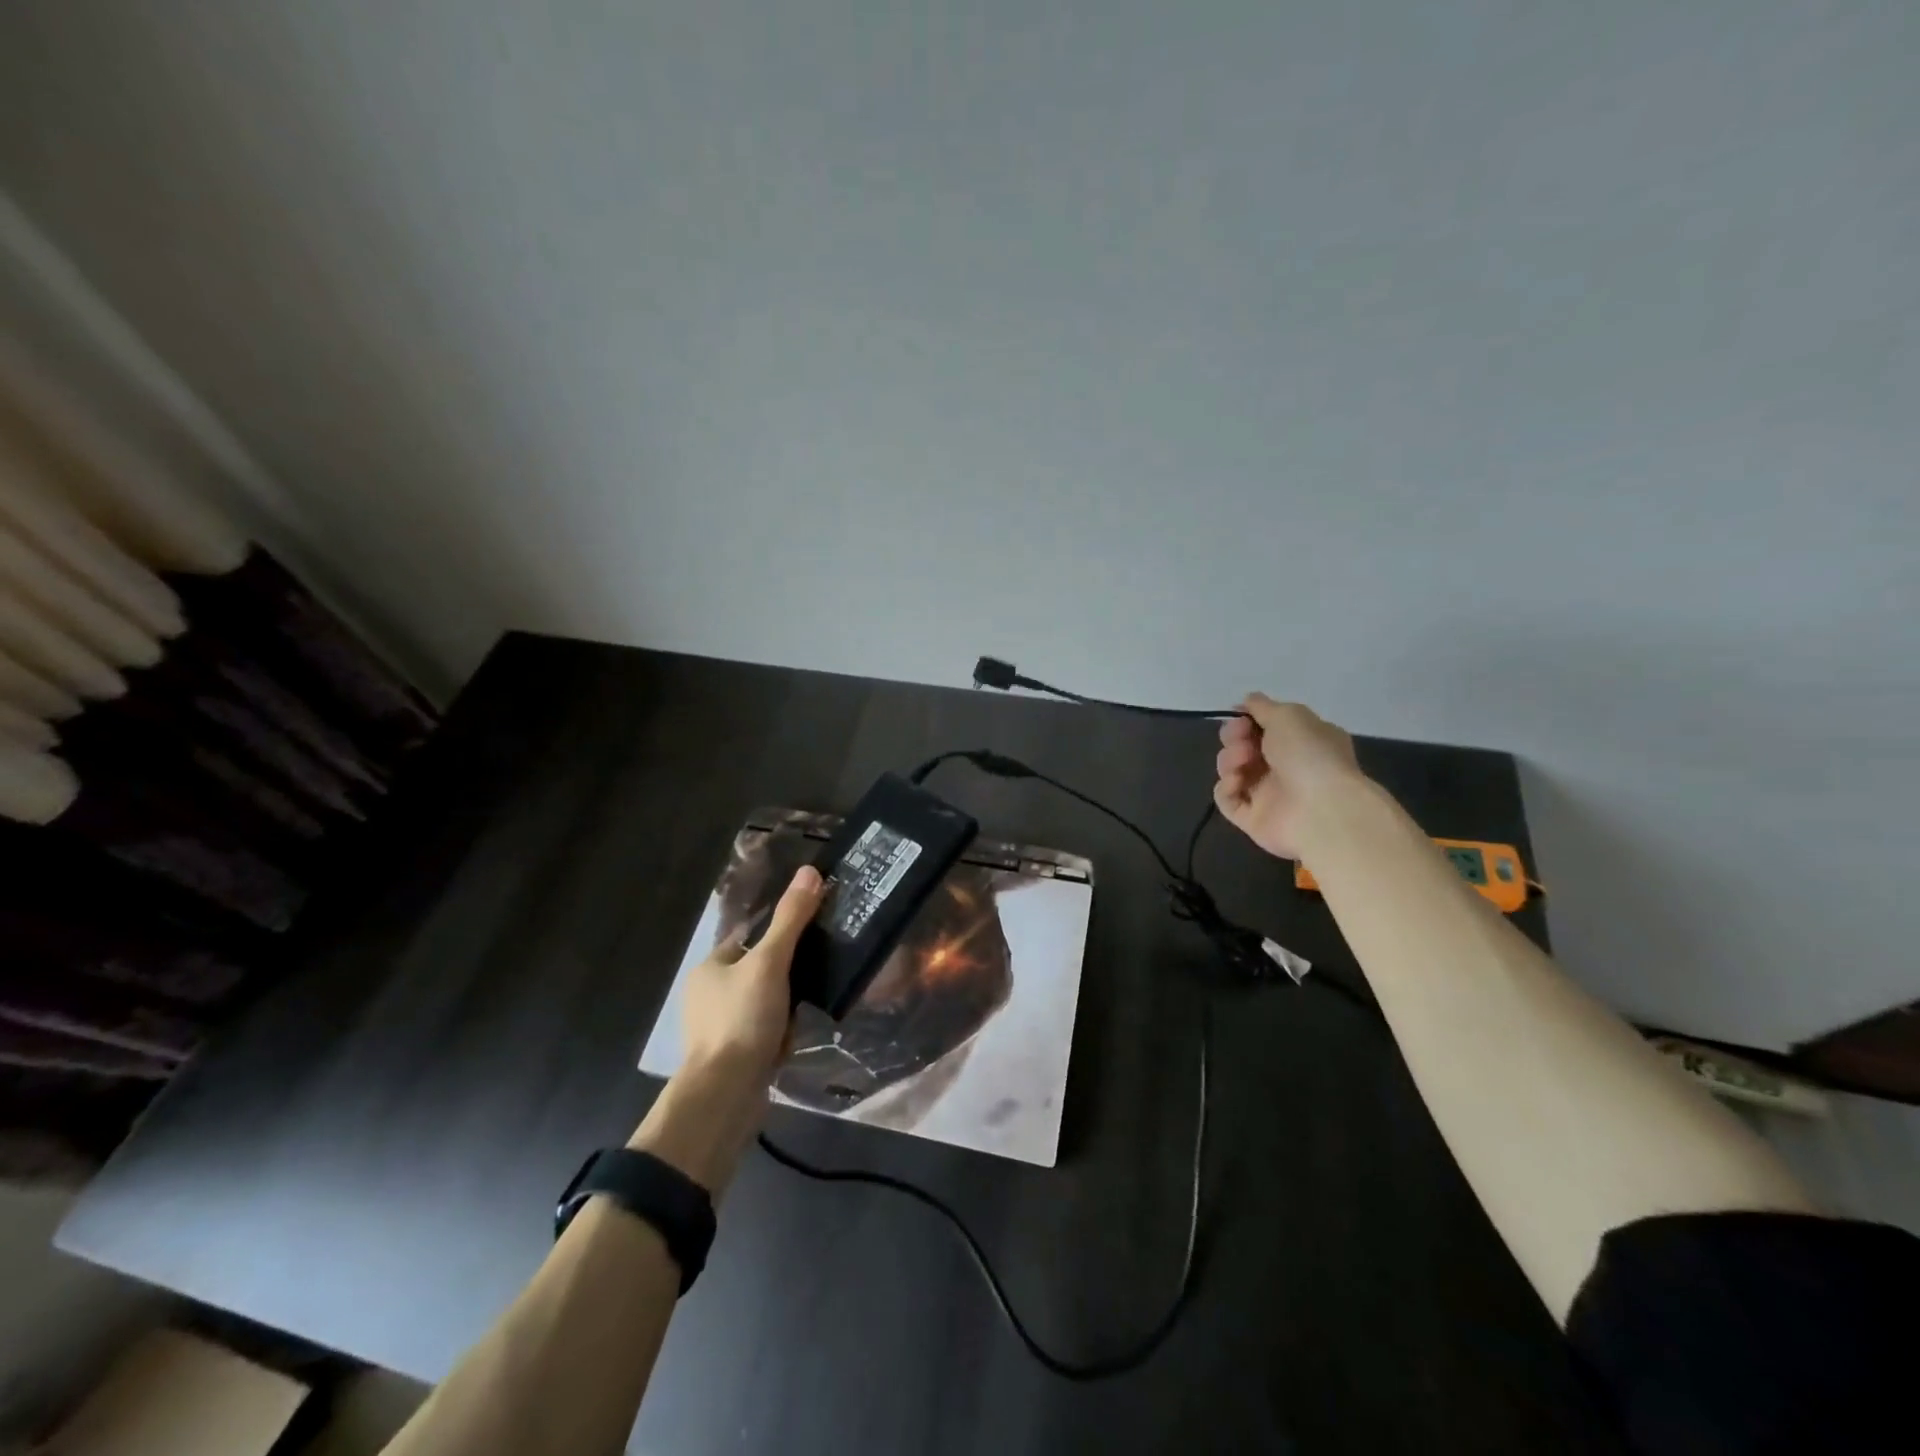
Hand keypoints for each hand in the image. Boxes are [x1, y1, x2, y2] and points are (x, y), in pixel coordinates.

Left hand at [631, 865, 826, 1194]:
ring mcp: (719, 1027)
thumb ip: (791, 919)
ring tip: (813, 1001)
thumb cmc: (742, 1020)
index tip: (812, 930)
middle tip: (819, 968)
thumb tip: (810, 871)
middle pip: (759, 968)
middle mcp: (709, 994)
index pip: (750, 935)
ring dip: (787, 1002)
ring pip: (764, 1000)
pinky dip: (781, 1030)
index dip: (780, 931)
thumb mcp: (770, 963)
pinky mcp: (733, 1055)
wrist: (725, 1096)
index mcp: (710, 967)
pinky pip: (764, 1030)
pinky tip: (797, 1034)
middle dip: (787, 971)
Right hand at [1213, 694, 1363, 859]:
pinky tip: (1236, 783)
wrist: (1322, 811)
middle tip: (1241, 738)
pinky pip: (1227, 798)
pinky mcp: (1253, 818)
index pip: (1266, 726)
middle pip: (1244, 745)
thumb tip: (1247, 702)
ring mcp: (1269, 794)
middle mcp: (1286, 766)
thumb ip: (1262, 706)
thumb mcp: (1289, 715)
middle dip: (1234, 737)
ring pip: (1233, 769)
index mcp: (1302, 741)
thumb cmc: (1309, 755)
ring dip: (1230, 759)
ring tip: (1242, 761)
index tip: (1240, 716)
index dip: (1248, 719)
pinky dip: (1226, 787)